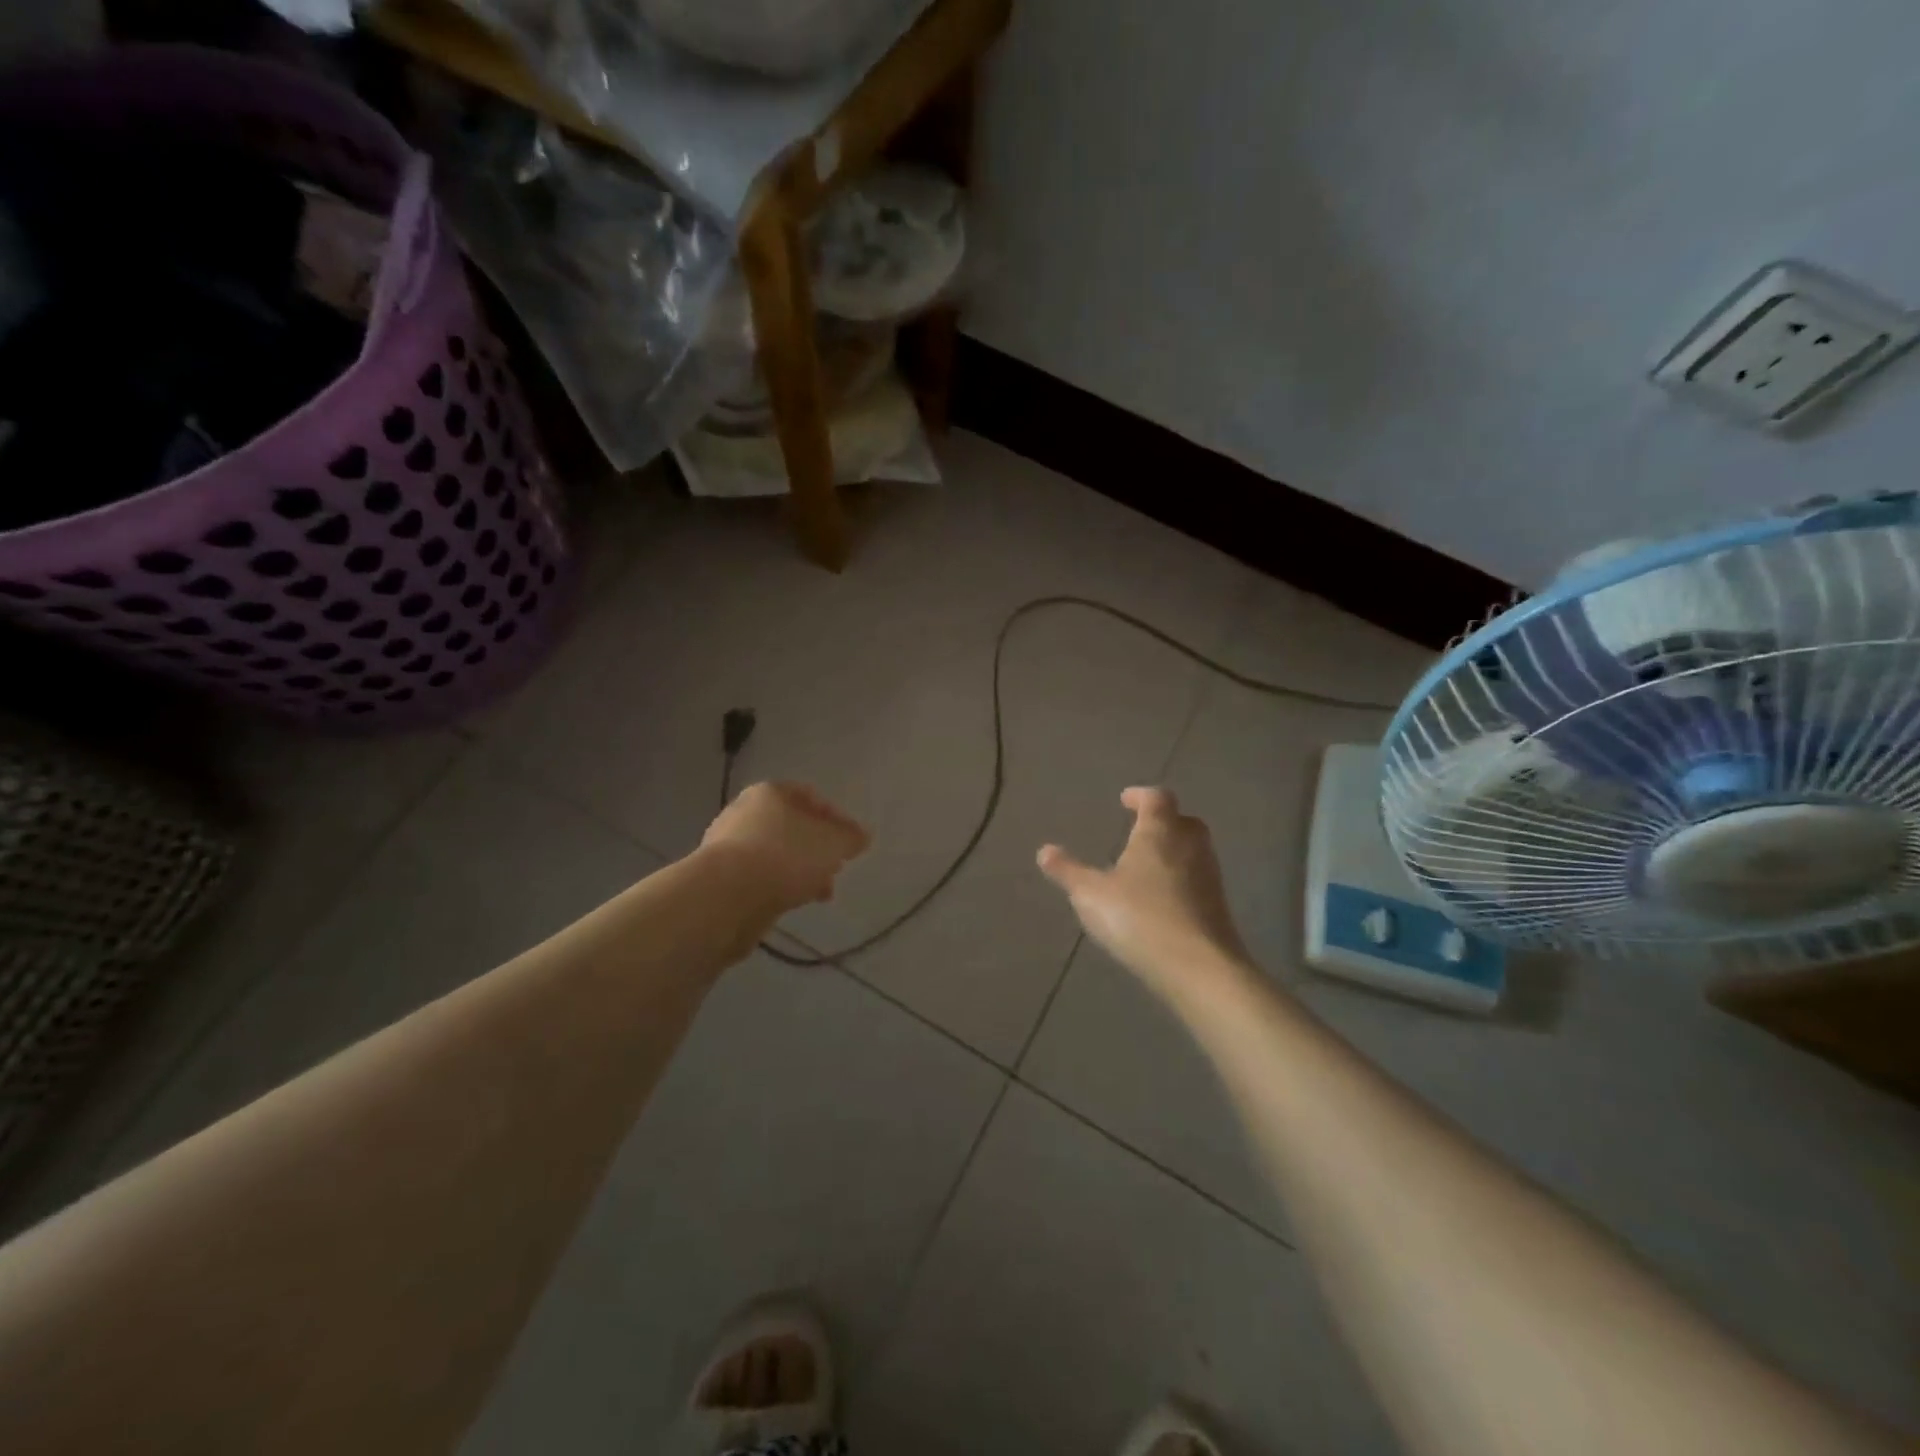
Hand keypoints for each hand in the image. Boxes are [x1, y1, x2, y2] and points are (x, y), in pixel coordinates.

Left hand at [701, 782, 870, 916]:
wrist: (726, 897)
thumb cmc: (785, 856)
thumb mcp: (833, 843)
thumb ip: (850, 838)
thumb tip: (861, 836)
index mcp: (770, 793)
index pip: (810, 796)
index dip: (836, 818)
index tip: (852, 843)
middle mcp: (745, 812)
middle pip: (792, 826)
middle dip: (818, 848)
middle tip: (836, 868)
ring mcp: (729, 846)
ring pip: (777, 854)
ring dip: (801, 871)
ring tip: (820, 893)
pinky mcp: (721, 878)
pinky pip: (760, 877)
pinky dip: (779, 886)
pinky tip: (793, 902)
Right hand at [1038, 788, 1250, 997]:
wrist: (1199, 968)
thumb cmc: (1139, 918)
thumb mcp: (1091, 895)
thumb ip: (1068, 872)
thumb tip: (1044, 851)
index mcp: (1159, 832)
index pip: (1156, 798)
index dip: (1140, 795)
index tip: (1125, 800)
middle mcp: (1190, 846)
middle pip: (1182, 821)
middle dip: (1162, 821)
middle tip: (1140, 831)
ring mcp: (1209, 876)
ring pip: (1194, 851)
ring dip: (1173, 851)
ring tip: (1146, 866)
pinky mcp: (1218, 907)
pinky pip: (1198, 880)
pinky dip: (1181, 880)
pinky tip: (1162, 900)